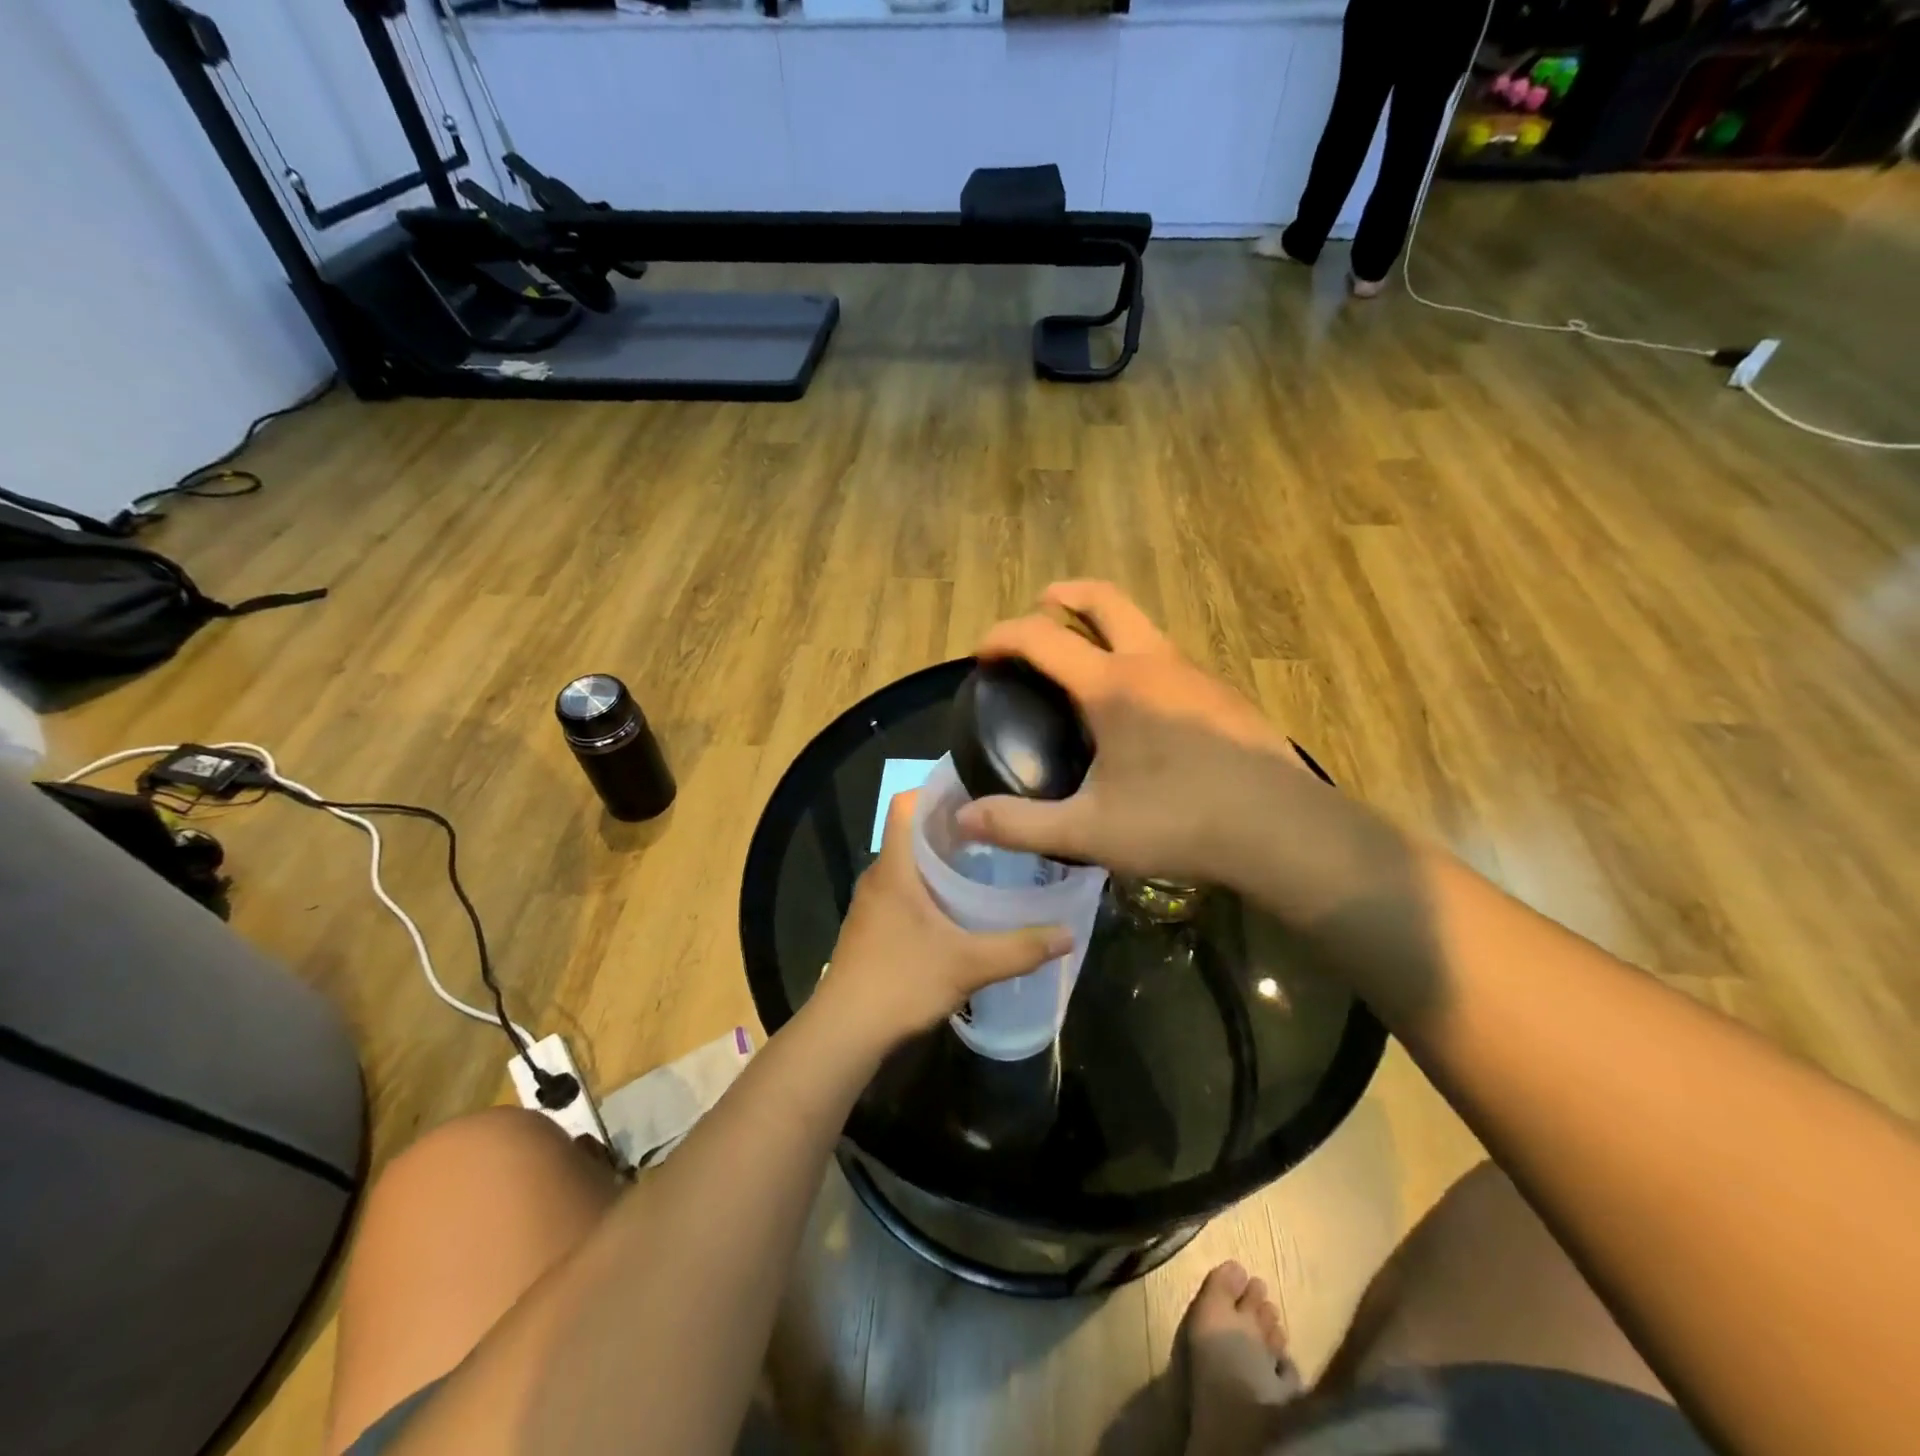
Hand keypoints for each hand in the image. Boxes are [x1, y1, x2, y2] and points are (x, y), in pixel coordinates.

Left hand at [821, 791, 1072, 1041]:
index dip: (935, 790)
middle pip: (910, 832)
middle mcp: (878, 876)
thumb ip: (1020, 948)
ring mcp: (871, 903)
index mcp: (894, 868)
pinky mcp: (872, 926)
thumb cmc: (901, 983)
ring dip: (939, 857)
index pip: (905, 805)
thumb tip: (1069, 934)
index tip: (976, 792)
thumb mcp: (968, 965)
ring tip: (984, 860)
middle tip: (995, 828)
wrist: (844, 1032)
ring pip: (906, 863)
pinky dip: (928, 885)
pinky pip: (902, 888)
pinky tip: (958, 906)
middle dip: (949, 826)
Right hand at [955, 581, 1302, 887]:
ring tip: (1085, 664)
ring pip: (1143, 626)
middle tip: (1042, 606)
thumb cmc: (1179, 822)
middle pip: (1105, 600)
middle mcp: (1154, 663)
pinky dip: (1139, 658)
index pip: (1043, 638)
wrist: (1284, 830)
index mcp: (1113, 685)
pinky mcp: (1223, 695)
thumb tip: (961, 821)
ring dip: (1106, 626)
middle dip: (1066, 595)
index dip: (1003, 636)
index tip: (982, 652)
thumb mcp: (1089, 831)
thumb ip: (1020, 824)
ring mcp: (1196, 674)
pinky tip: (1140, 709)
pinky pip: (1169, 658)